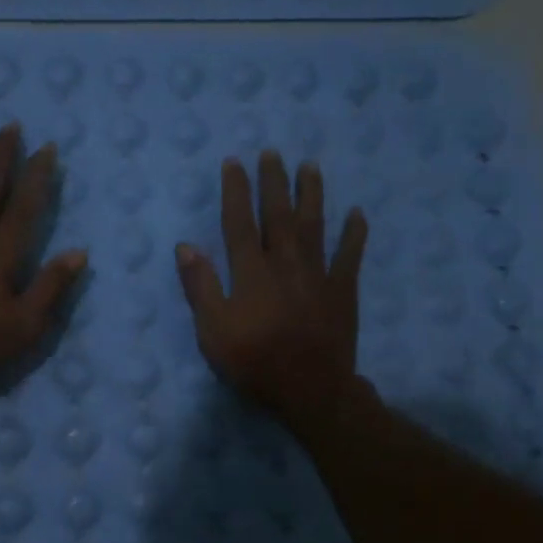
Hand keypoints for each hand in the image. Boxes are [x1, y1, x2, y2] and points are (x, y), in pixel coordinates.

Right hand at [175, 151, 367, 426]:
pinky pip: (350, 256)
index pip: (239, 223)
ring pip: (314, 226)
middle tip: (273, 152)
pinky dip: (354, 234)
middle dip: (274, 182)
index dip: (236, 191)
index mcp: (251, 272)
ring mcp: (318, 275)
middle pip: (279, 215)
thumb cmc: (255, 362)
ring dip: (312, 194)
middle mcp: (285, 263)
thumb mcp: (213, 331)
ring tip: (311, 167)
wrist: (311, 390)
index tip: (234, 162)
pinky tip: (357, 214)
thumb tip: (185, 246)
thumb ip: (201, 287)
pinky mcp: (342, 291)